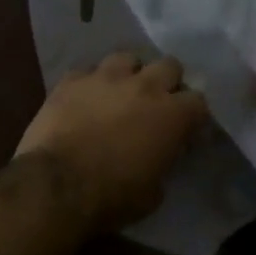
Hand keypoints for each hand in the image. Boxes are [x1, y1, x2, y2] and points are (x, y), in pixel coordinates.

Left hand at [16, 53, 207, 230]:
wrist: (56, 184)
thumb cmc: (112, 196)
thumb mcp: (153, 193)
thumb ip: (163, 163)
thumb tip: (159, 156)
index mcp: (172, 115)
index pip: (198, 101)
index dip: (192, 115)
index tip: (185, 129)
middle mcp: (144, 86)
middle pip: (169, 65)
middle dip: (167, 82)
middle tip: (156, 104)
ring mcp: (105, 77)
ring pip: (127, 58)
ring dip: (129, 74)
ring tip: (119, 93)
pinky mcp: (71, 79)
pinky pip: (87, 71)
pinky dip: (90, 84)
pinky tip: (84, 99)